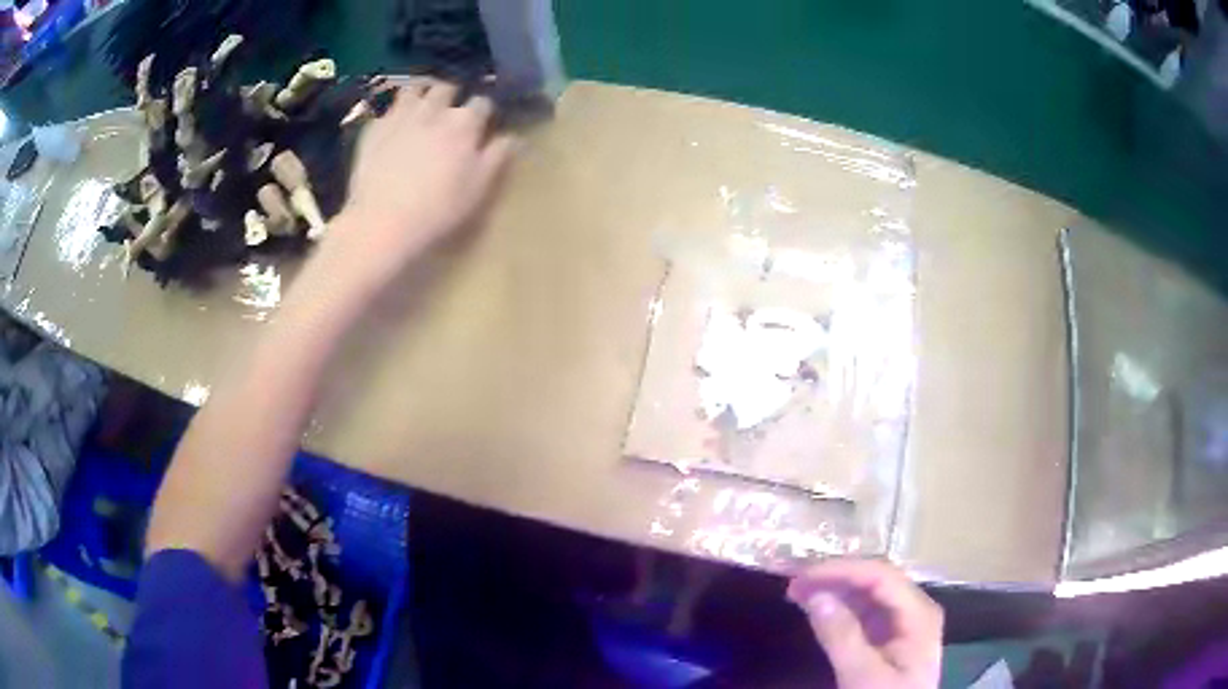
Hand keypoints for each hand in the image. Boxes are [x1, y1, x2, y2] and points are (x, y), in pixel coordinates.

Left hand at [315, 78, 514, 298]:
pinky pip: (387, 109)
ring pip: (415, 89)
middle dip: (452, 96)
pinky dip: (395, 112)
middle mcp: (434, 110)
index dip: (483, 112)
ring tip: (422, 107)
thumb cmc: (438, 208)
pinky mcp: (374, 129)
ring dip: (422, 94)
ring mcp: (401, 116)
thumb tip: (514, 137)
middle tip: (449, 112)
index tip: (482, 124)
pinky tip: (394, 125)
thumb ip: (497, 156)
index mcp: (464, 123)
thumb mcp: (479, 187)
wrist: (383, 221)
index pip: (482, 103)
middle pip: (446, 89)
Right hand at [787, 559, 942, 688]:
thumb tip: (816, 595)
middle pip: (875, 581)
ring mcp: (903, 624)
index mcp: (918, 613)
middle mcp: (914, 610)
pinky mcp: (889, 639)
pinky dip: (839, 608)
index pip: (880, 576)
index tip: (802, 577)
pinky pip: (864, 613)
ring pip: (868, 595)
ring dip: (834, 590)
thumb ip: (842, 636)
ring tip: (798, 593)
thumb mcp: (862, 676)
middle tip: (793, 584)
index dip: (841, 570)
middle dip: (835, 577)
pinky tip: (817, 609)